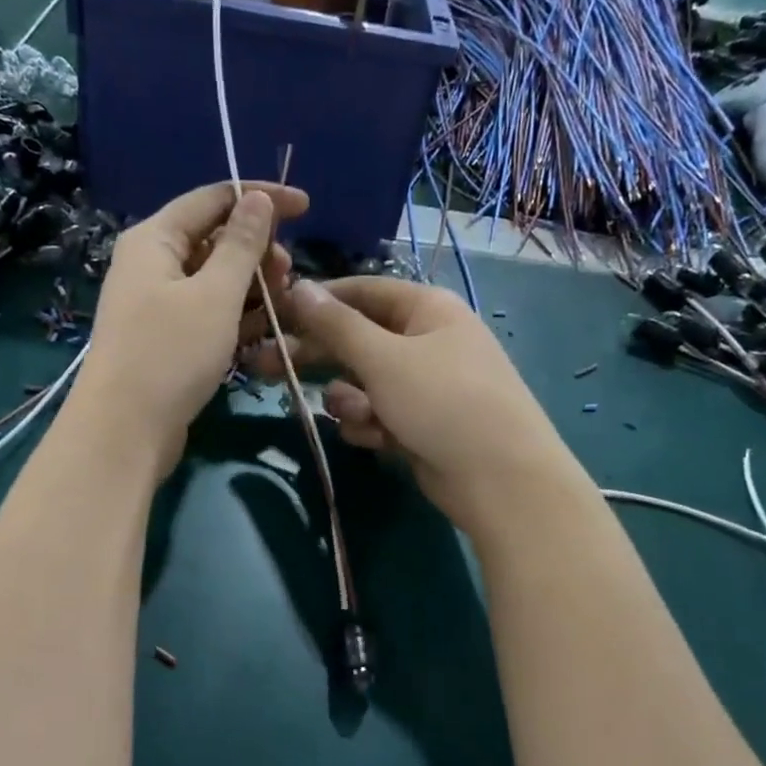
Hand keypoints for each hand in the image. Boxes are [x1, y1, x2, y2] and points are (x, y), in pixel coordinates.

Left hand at [74, 181, 307, 478]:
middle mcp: (152, 265)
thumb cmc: (169, 354)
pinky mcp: (167, 341)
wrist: (124, 431)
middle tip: (290, 276)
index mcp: (155, 239)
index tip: (307, 209)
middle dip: (258, 252)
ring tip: (285, 306)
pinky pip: (209, 316)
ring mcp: (158, 306)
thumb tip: (256, 199)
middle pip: (214, 241)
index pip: (213, 199)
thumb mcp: (214, 295)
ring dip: (253, 289)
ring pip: (215, 282)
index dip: (261, 198)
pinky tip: (266, 333)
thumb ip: (241, 245)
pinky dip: (237, 319)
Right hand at [243, 277, 575, 536]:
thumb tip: (300, 287)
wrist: (499, 478)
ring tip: (356, 416)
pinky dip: (372, 425)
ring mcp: (426, 386)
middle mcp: (427, 341)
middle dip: (317, 355)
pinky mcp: (421, 424)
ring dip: (350, 400)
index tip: (276, 312)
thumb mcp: (383, 358)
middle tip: (265, 366)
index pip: (363, 291)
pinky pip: (380, 415)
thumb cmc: (442, 402)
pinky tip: (377, 439)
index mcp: (427, 310)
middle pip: (358, 339)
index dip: (319, 300)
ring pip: (365, 383)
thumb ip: (336, 325)